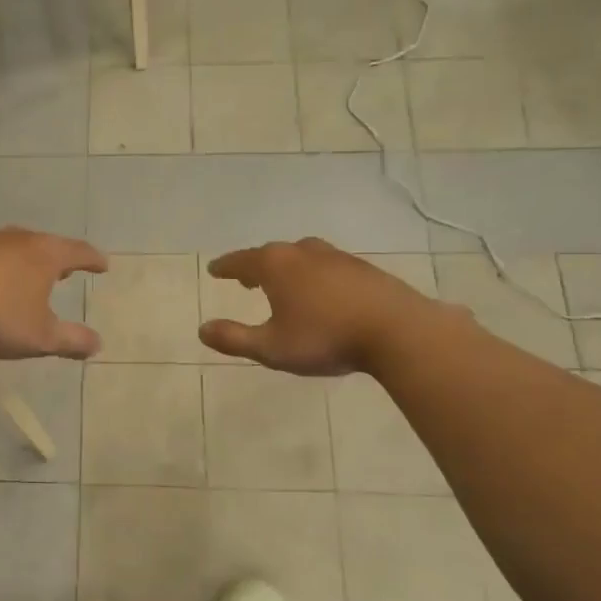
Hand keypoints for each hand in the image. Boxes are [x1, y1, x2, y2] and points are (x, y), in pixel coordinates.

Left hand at [0, 228, 107, 359]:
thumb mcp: (41, 337)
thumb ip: (71, 340)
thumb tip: (98, 344)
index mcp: (44, 255)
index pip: (78, 251)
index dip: (93, 259)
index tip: (103, 265)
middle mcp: (17, 240)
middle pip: (46, 244)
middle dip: (59, 257)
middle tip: (68, 269)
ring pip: (15, 247)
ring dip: (27, 260)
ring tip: (30, 275)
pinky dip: (0, 266)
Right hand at [199, 238, 437, 375]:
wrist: (398, 331)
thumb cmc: (326, 338)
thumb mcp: (271, 348)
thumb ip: (234, 339)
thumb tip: (202, 329)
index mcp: (275, 265)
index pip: (240, 261)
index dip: (225, 267)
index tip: (214, 270)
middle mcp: (302, 252)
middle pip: (270, 254)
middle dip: (254, 266)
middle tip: (245, 280)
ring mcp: (336, 257)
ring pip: (300, 256)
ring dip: (285, 268)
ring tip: (282, 284)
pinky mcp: (362, 268)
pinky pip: (326, 265)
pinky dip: (313, 274)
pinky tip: (321, 292)